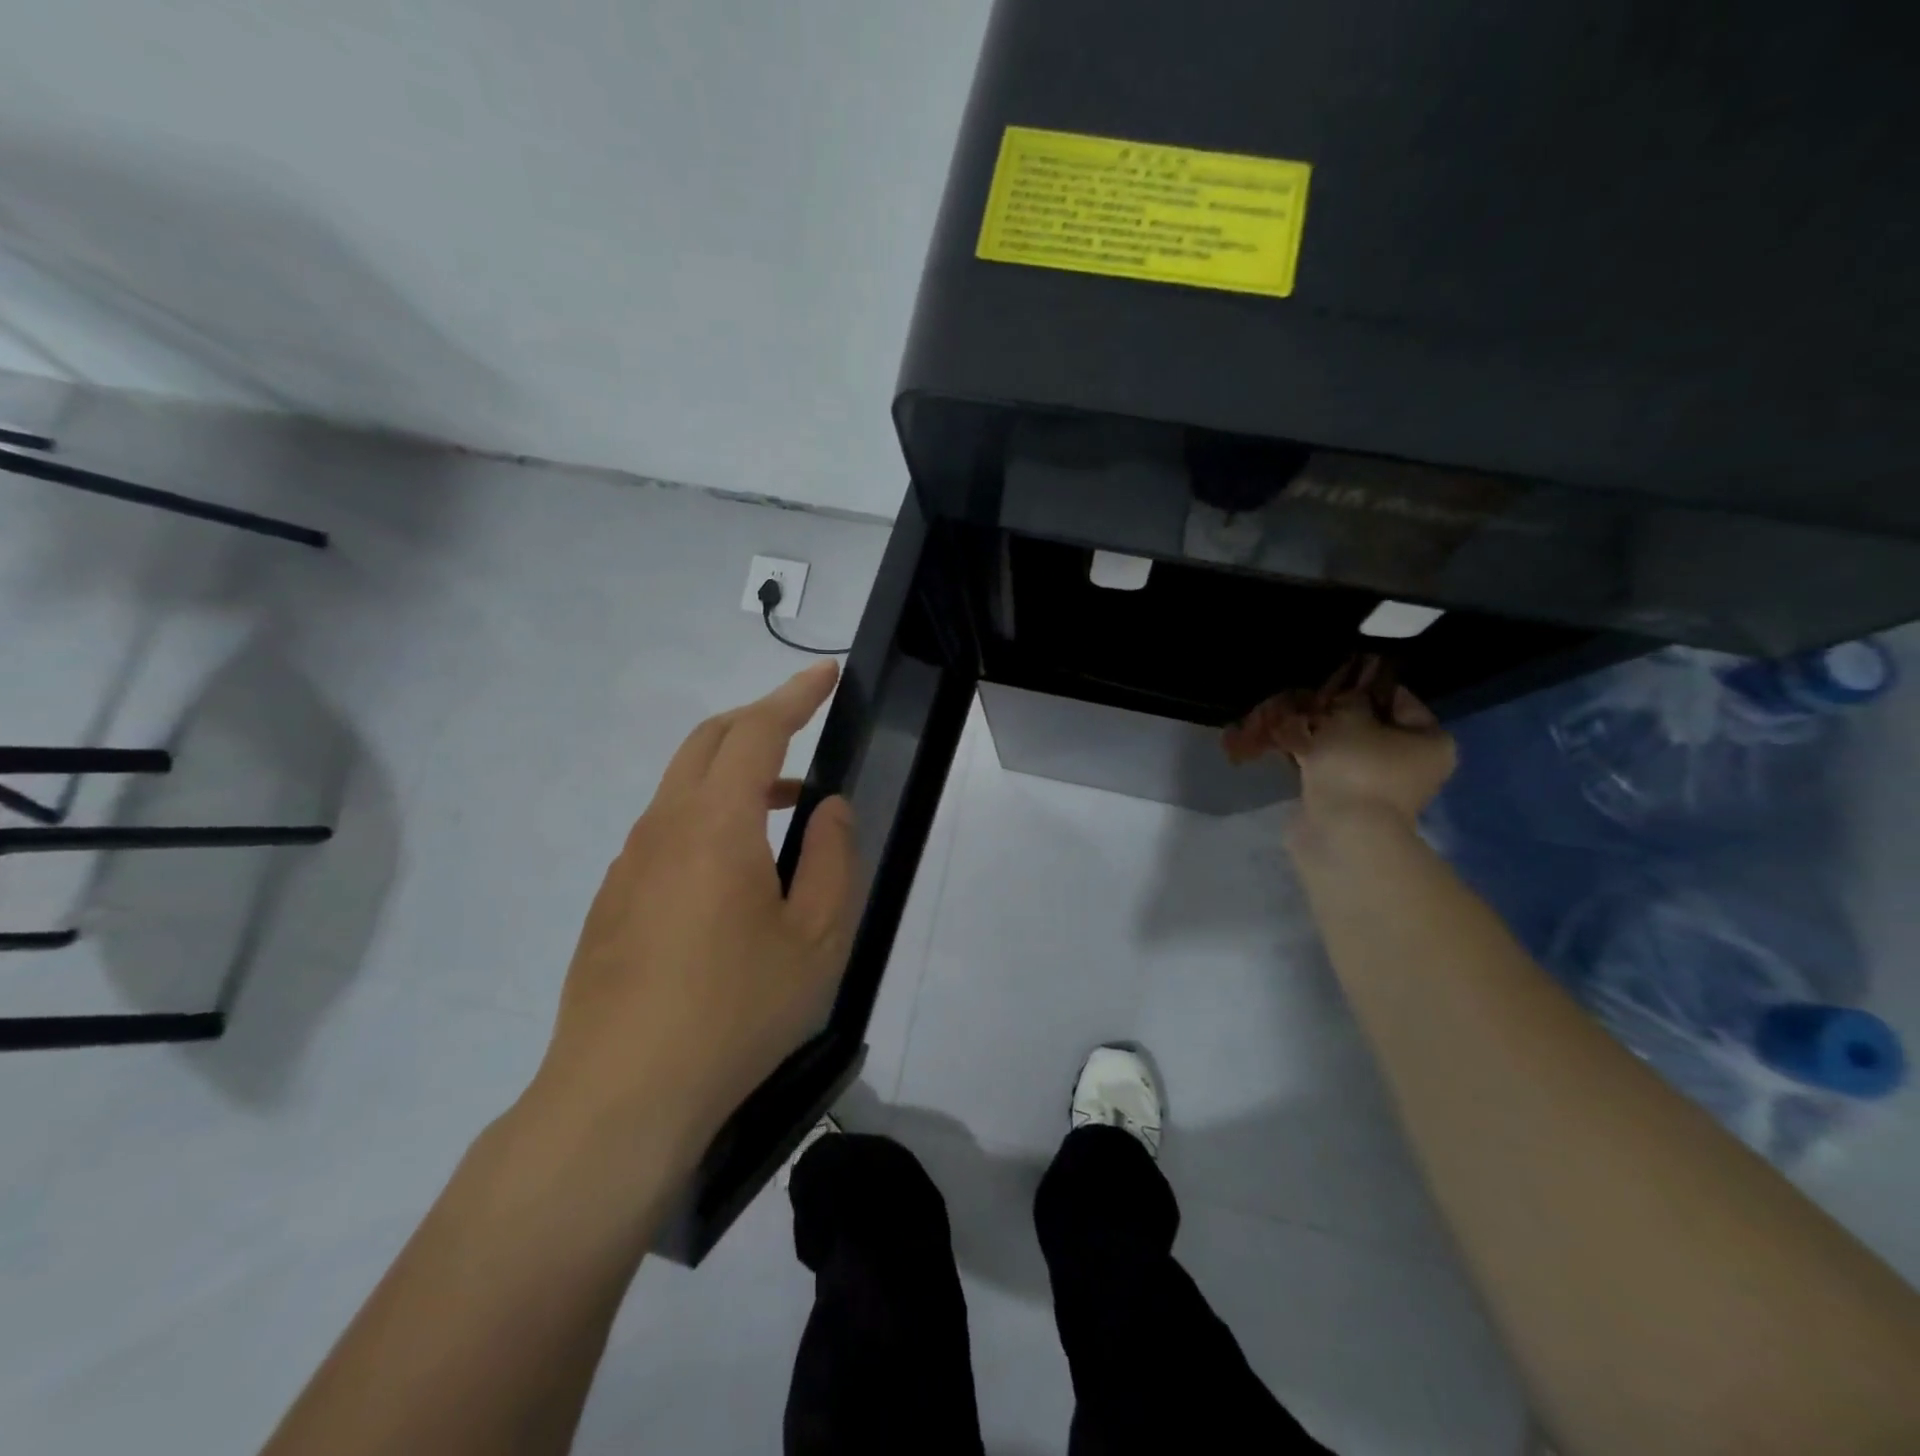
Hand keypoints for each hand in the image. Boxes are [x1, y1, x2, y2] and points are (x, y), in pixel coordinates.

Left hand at [524, 663, 857, 1165]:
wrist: (619, 1096)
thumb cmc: (735, 1012)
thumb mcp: (816, 939)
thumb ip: (831, 859)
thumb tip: (827, 807)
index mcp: (716, 824)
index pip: (757, 731)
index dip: (794, 695)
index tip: (824, 674)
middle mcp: (664, 827)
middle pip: (707, 741)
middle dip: (758, 719)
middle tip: (804, 728)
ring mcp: (629, 863)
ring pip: (683, 785)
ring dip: (735, 773)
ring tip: (785, 809)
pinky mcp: (612, 900)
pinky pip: (665, 829)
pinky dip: (707, 814)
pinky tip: (732, 872)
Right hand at [1227, 655, 1456, 827]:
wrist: (1340, 831)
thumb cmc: (1358, 767)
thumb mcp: (1350, 718)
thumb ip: (1348, 699)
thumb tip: (1345, 697)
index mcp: (1431, 741)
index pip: (1399, 699)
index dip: (1364, 685)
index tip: (1333, 679)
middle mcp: (1414, 764)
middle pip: (1373, 726)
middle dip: (1338, 713)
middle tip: (1309, 700)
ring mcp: (1381, 786)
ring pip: (1348, 748)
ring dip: (1323, 735)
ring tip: (1293, 719)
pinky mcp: (1350, 801)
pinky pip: (1332, 769)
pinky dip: (1314, 757)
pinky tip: (1289, 743)